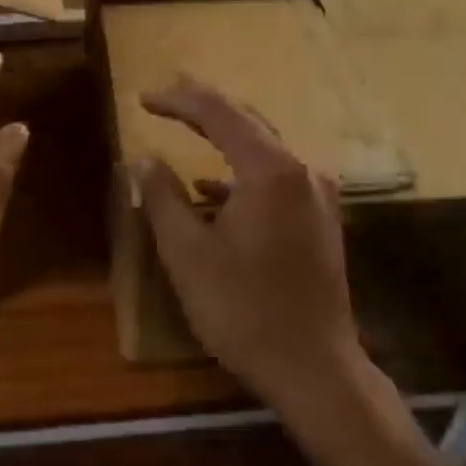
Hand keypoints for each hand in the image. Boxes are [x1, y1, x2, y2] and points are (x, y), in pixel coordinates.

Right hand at [136, 77, 367, 412]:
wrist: (312, 366)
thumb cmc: (241, 310)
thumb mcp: (187, 253)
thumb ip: (162, 198)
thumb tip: (143, 160)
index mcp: (271, 171)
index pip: (219, 115)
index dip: (179, 101)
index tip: (144, 99)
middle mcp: (303, 172)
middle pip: (250, 124)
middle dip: (206, 110)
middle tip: (167, 98)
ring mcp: (319, 198)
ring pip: (266, 153)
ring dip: (226, 142)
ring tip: (188, 133)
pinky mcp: (322, 223)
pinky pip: (278, 182)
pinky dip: (243, 178)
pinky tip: (214, 193)